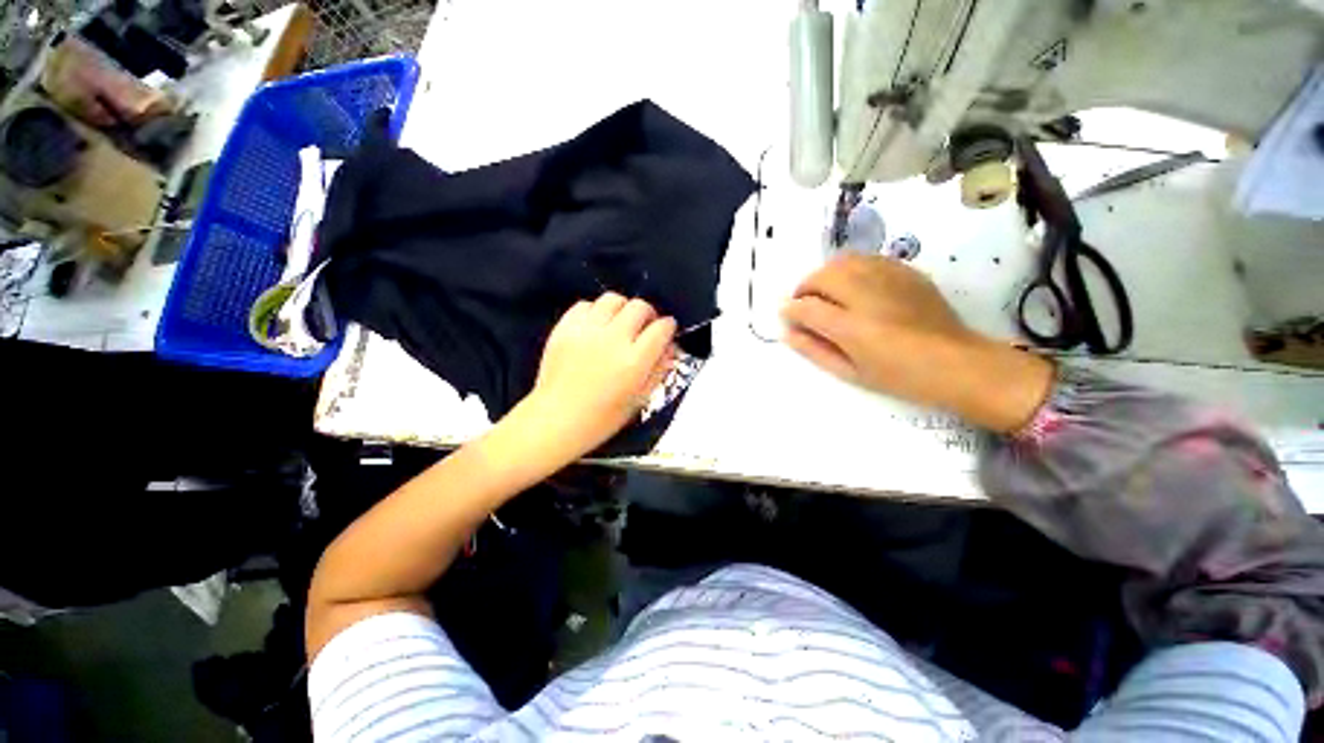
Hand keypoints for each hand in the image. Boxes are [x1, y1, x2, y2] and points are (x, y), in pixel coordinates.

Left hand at [512, 293, 676, 458]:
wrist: (556, 420)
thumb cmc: (602, 418)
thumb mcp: (640, 400)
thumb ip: (659, 370)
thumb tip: (669, 346)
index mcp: (634, 361)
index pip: (661, 328)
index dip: (668, 326)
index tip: (666, 330)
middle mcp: (613, 339)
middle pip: (639, 307)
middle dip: (648, 314)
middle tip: (644, 326)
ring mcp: (587, 331)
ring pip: (613, 299)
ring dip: (622, 308)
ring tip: (620, 323)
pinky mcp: (564, 327)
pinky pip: (586, 304)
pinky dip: (596, 311)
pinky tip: (596, 326)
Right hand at [781, 253, 1052, 432]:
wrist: (958, 363)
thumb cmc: (900, 377)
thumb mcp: (850, 372)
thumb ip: (814, 350)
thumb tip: (787, 332)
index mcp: (852, 328)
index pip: (806, 308)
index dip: (790, 310)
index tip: (787, 315)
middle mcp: (868, 297)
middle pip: (822, 276)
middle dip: (805, 287)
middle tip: (805, 304)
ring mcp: (890, 279)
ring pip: (843, 261)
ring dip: (826, 275)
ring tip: (827, 293)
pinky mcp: (906, 272)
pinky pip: (867, 259)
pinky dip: (850, 269)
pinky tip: (854, 286)